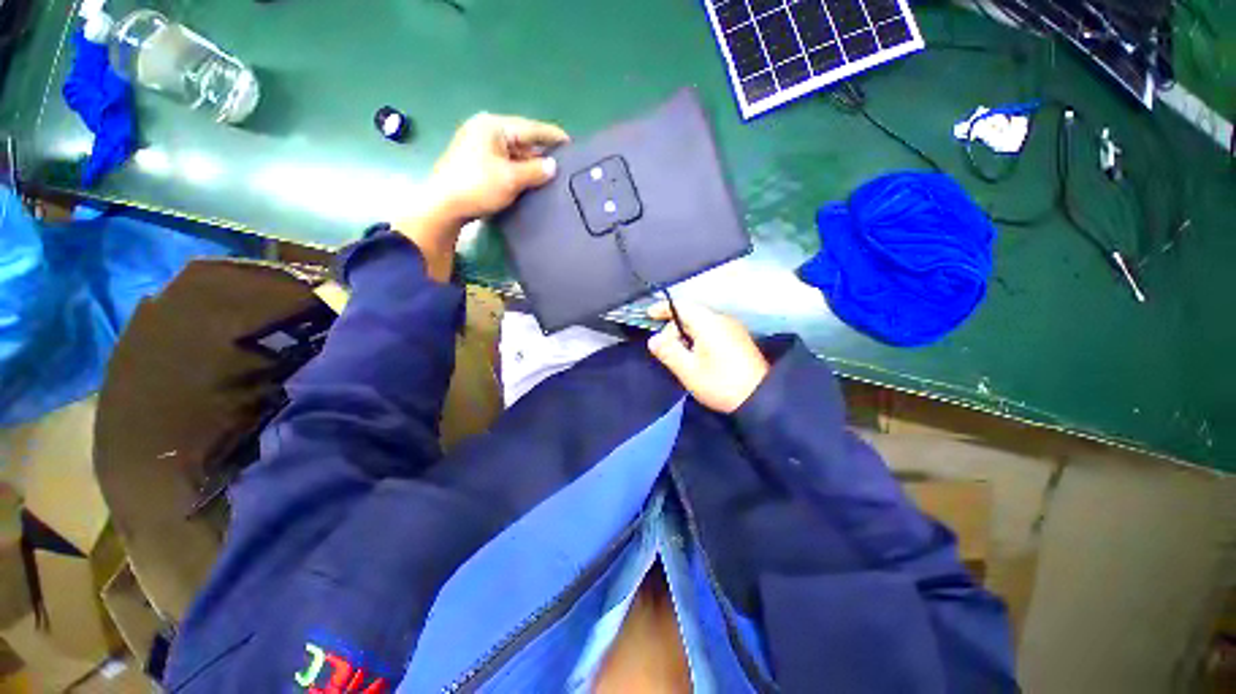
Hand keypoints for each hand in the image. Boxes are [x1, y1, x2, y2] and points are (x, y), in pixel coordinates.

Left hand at [396, 113, 568, 281]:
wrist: (443, 206)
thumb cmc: (477, 186)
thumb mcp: (511, 178)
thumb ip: (535, 170)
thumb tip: (553, 166)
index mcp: (493, 126)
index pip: (530, 128)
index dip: (551, 136)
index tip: (570, 143)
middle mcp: (485, 131)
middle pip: (521, 140)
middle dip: (541, 153)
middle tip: (562, 165)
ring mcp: (478, 146)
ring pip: (513, 153)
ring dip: (529, 165)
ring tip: (549, 177)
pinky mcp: (475, 163)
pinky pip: (504, 163)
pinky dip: (518, 171)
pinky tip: (529, 182)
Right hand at [646, 302, 768, 413]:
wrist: (761, 398)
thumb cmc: (720, 383)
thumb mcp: (688, 370)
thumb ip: (669, 352)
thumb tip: (654, 339)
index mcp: (708, 323)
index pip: (681, 306)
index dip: (663, 309)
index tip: (648, 315)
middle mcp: (722, 319)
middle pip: (691, 314)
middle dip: (673, 328)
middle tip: (665, 349)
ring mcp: (732, 328)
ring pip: (701, 323)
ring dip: (685, 334)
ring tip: (679, 355)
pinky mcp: (738, 339)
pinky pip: (711, 330)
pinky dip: (698, 338)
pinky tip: (696, 355)